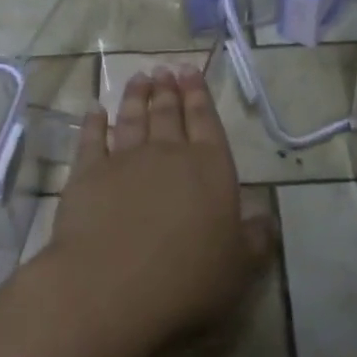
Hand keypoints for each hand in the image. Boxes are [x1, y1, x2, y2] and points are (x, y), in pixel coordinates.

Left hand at [46, 67, 275, 348]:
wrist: (112, 287)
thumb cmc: (186, 280)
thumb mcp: (238, 268)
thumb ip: (255, 240)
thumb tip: (268, 221)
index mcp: (210, 168)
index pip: (206, 121)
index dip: (199, 95)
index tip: (190, 71)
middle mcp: (168, 154)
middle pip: (168, 114)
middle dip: (168, 90)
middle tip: (165, 69)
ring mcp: (125, 160)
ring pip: (132, 119)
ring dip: (136, 97)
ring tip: (139, 78)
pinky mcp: (87, 175)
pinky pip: (91, 140)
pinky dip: (93, 123)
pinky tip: (94, 111)